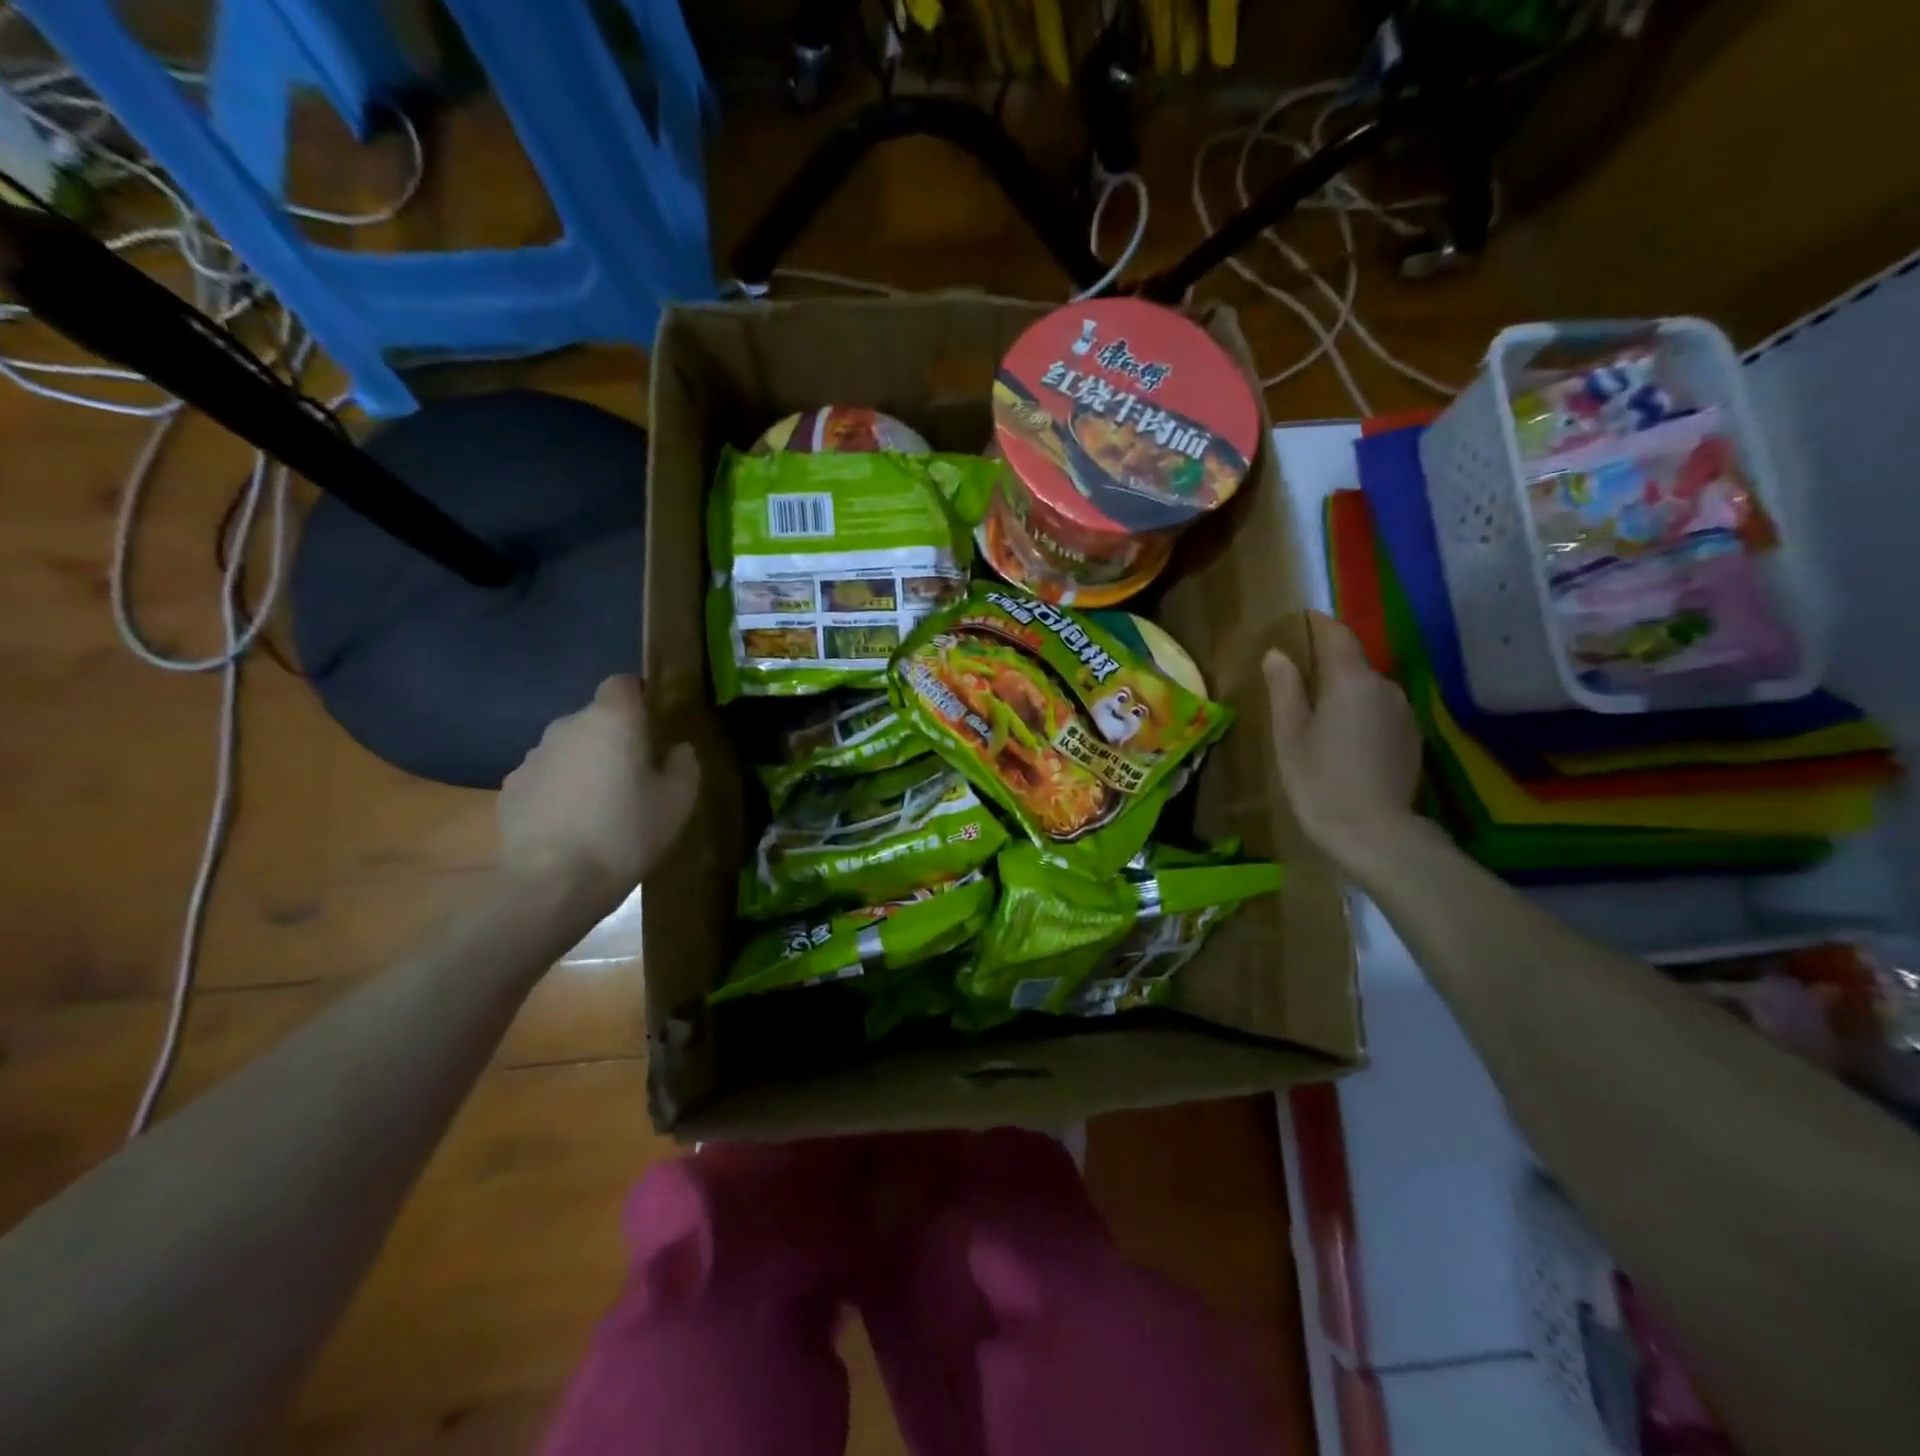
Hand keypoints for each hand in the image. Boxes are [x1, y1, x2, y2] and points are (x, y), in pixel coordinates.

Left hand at [498, 676, 698, 909]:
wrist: (553, 884)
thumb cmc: (625, 833)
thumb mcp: (677, 802)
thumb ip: (684, 765)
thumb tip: (677, 749)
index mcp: (613, 720)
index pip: (623, 683)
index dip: (640, 697)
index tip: (655, 725)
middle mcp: (568, 725)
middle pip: (596, 718)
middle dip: (615, 738)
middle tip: (635, 774)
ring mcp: (533, 756)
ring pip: (569, 748)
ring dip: (585, 765)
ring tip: (601, 805)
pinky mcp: (511, 788)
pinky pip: (546, 777)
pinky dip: (559, 790)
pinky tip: (571, 825)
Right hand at [1263, 612, 1423, 870]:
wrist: (1375, 832)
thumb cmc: (1320, 781)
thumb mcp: (1289, 735)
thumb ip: (1285, 689)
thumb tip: (1277, 654)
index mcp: (1350, 680)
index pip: (1337, 636)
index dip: (1319, 625)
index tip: (1302, 621)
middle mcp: (1384, 686)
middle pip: (1353, 663)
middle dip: (1328, 664)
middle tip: (1298, 680)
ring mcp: (1403, 712)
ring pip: (1368, 688)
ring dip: (1344, 692)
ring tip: (1318, 715)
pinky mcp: (1411, 737)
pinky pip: (1380, 710)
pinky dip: (1361, 713)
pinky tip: (1344, 739)